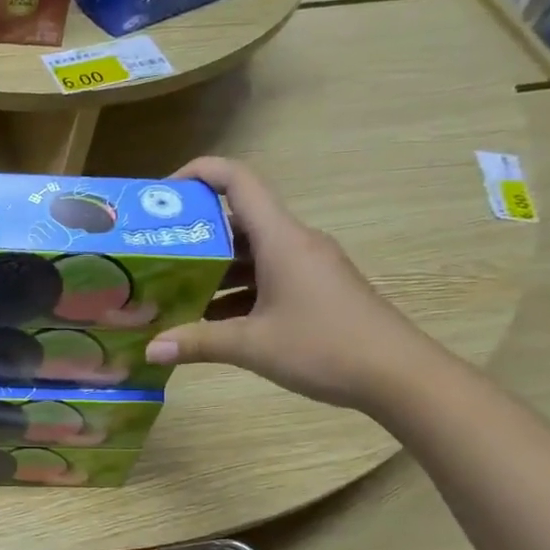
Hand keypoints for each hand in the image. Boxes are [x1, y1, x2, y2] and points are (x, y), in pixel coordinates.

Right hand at [144, 157, 439, 411]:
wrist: (399, 375)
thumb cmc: (324, 347)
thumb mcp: (252, 346)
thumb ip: (198, 343)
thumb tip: (150, 350)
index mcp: (281, 239)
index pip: (238, 181)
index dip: (199, 173)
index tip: (163, 194)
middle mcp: (294, 243)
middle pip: (238, 220)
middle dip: (195, 233)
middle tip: (155, 253)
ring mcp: (307, 267)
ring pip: (251, 253)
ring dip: (213, 268)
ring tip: (172, 289)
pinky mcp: (315, 291)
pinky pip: (267, 277)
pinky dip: (236, 291)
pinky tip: (209, 320)